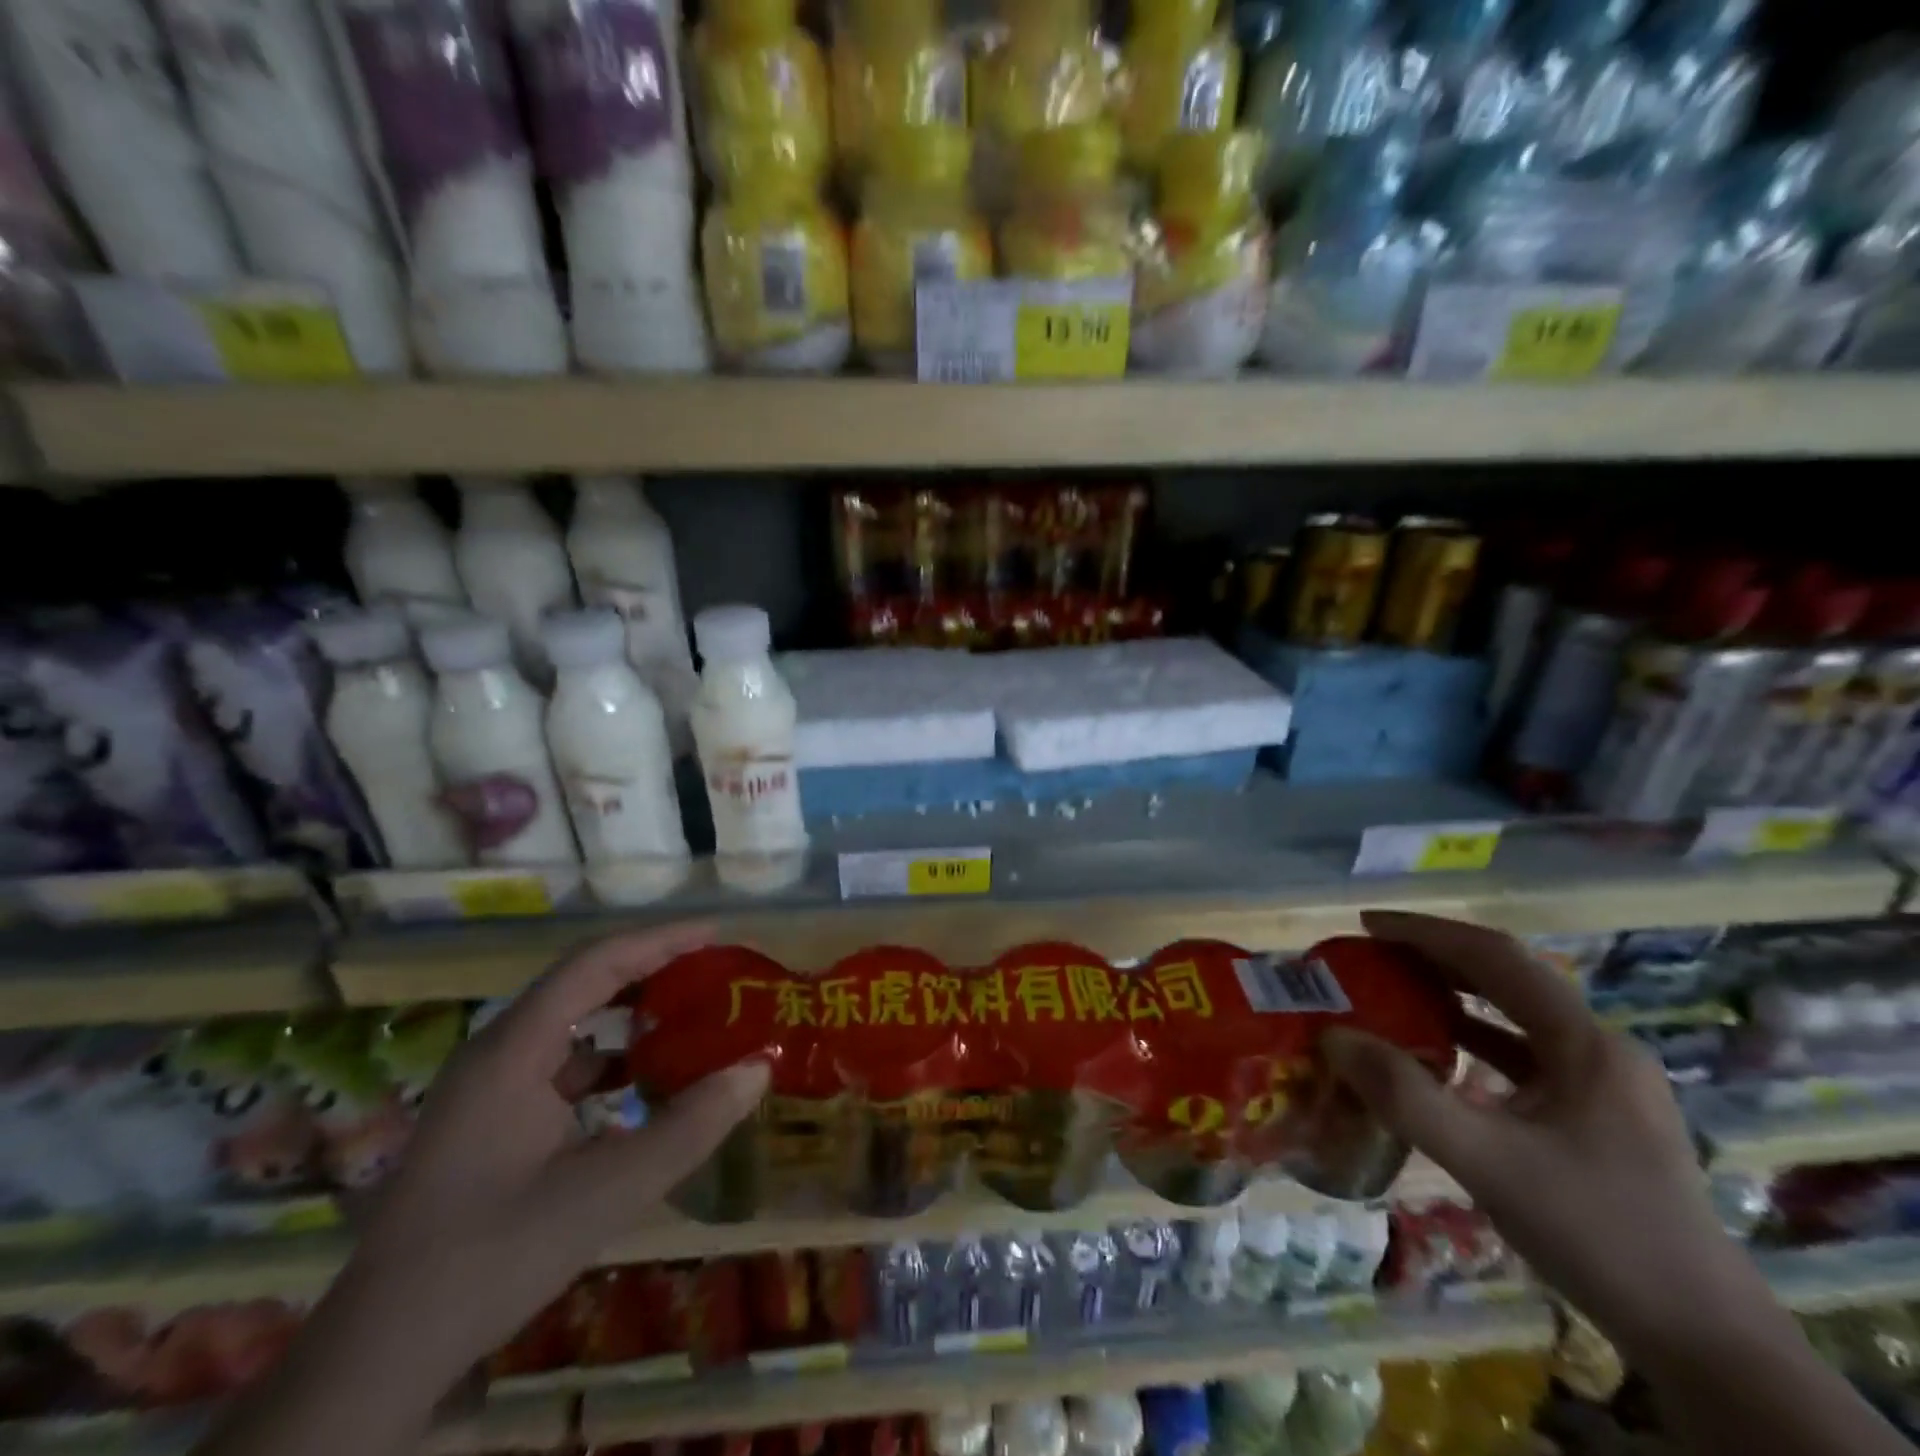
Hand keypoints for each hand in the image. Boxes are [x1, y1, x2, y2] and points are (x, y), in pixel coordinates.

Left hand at [351, 923, 769, 1383]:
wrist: (377, 1356)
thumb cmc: (492, 1257)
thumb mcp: (606, 1192)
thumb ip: (689, 1127)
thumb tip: (758, 1067)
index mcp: (514, 1048)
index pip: (596, 963)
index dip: (660, 940)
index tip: (717, 934)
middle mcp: (498, 1051)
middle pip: (584, 984)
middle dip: (652, 971)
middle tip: (713, 972)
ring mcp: (488, 1087)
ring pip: (572, 1026)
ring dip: (631, 1017)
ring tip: (691, 1020)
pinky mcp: (489, 1121)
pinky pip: (560, 1066)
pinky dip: (609, 1063)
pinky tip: (645, 1087)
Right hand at [1323, 910, 1769, 1362]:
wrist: (1706, 1345)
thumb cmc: (1599, 1235)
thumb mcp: (1489, 1164)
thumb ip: (1406, 1097)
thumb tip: (1333, 1036)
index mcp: (1586, 1043)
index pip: (1496, 957)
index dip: (1426, 932)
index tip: (1366, 925)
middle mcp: (1599, 1049)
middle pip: (1507, 980)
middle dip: (1434, 960)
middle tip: (1370, 958)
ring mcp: (1603, 1085)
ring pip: (1514, 1018)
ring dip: (1451, 999)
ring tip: (1390, 995)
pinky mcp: (1597, 1117)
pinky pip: (1522, 1057)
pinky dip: (1472, 1043)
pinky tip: (1436, 1058)